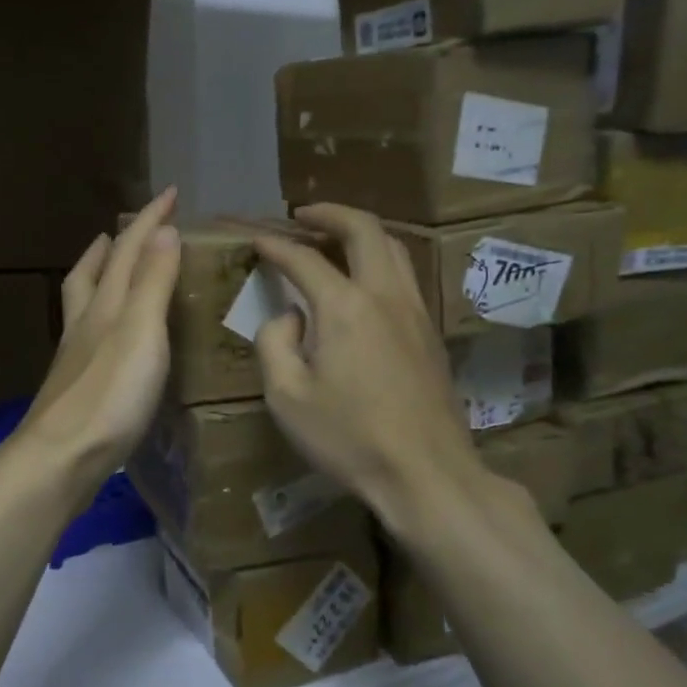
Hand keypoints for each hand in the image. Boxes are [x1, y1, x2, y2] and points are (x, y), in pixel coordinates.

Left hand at [15, 188, 180, 495]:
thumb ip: (153, 282)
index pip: (127, 249)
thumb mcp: (141, 331)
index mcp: (104, 305)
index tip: (169, 193)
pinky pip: (88, 335)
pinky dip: (100, 319)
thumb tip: (163, 230)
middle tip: (122, 231)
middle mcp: (85, 324)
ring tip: (109, 269)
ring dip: (98, 277)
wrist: (62, 457)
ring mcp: (75, 356)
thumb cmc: (109, 393)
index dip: (149, 220)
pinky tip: (107, 337)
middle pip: (93, 273)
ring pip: (84, 303)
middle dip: (111, 246)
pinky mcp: (76, 386)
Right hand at [253, 203, 483, 538]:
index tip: (257, 239)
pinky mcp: (430, 332)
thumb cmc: (349, 438)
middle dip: (330, 214)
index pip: (304, 259)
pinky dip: (379, 259)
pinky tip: (362, 282)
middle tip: (303, 216)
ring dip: (360, 233)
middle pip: (364, 229)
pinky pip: (404, 275)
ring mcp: (414, 311)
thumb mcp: (286, 397)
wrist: (426, 473)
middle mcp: (384, 295)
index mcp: (344, 307)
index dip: (276, 245)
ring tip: (333, 239)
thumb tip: (289, 317)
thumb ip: (275, 344)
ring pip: (393, 248)